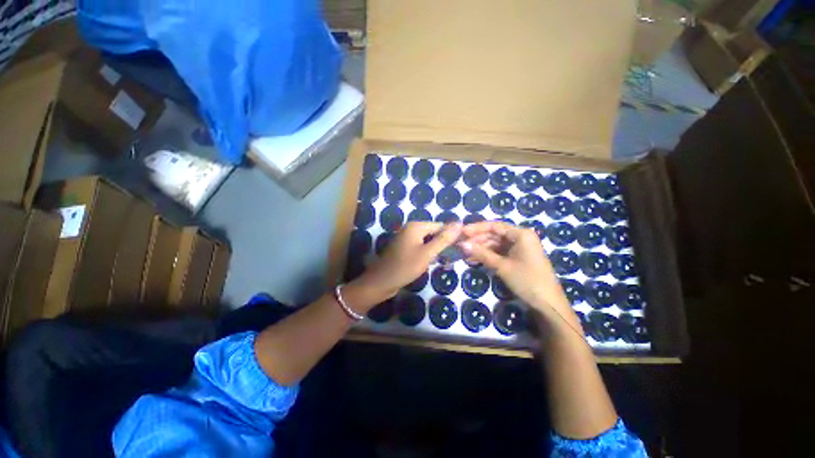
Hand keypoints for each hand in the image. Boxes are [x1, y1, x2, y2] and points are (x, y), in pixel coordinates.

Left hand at [352, 222, 461, 304]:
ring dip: (437, 250)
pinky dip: (428, 253)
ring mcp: (407, 238)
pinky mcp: (405, 248)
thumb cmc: (405, 266)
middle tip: (454, 256)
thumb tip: (459, 223)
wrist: (382, 282)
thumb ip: (443, 239)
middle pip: (434, 232)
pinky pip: (421, 247)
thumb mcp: (427, 253)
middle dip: (444, 244)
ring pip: (428, 241)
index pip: (440, 225)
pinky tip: (434, 262)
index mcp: (416, 226)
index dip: (451, 235)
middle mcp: (411, 229)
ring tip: (447, 260)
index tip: (462, 246)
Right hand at [460, 222, 579, 331]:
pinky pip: (500, 253)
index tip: (461, 232)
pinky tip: (475, 260)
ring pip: (496, 244)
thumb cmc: (527, 281)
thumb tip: (462, 244)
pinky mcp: (518, 258)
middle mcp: (521, 237)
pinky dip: (488, 256)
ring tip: (465, 254)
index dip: (476, 228)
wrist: (549, 305)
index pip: (494, 226)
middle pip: (495, 234)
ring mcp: (520, 248)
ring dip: (481, 249)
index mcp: (521, 234)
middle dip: (477, 240)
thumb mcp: (502, 266)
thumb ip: (481, 253)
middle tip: (461, 245)